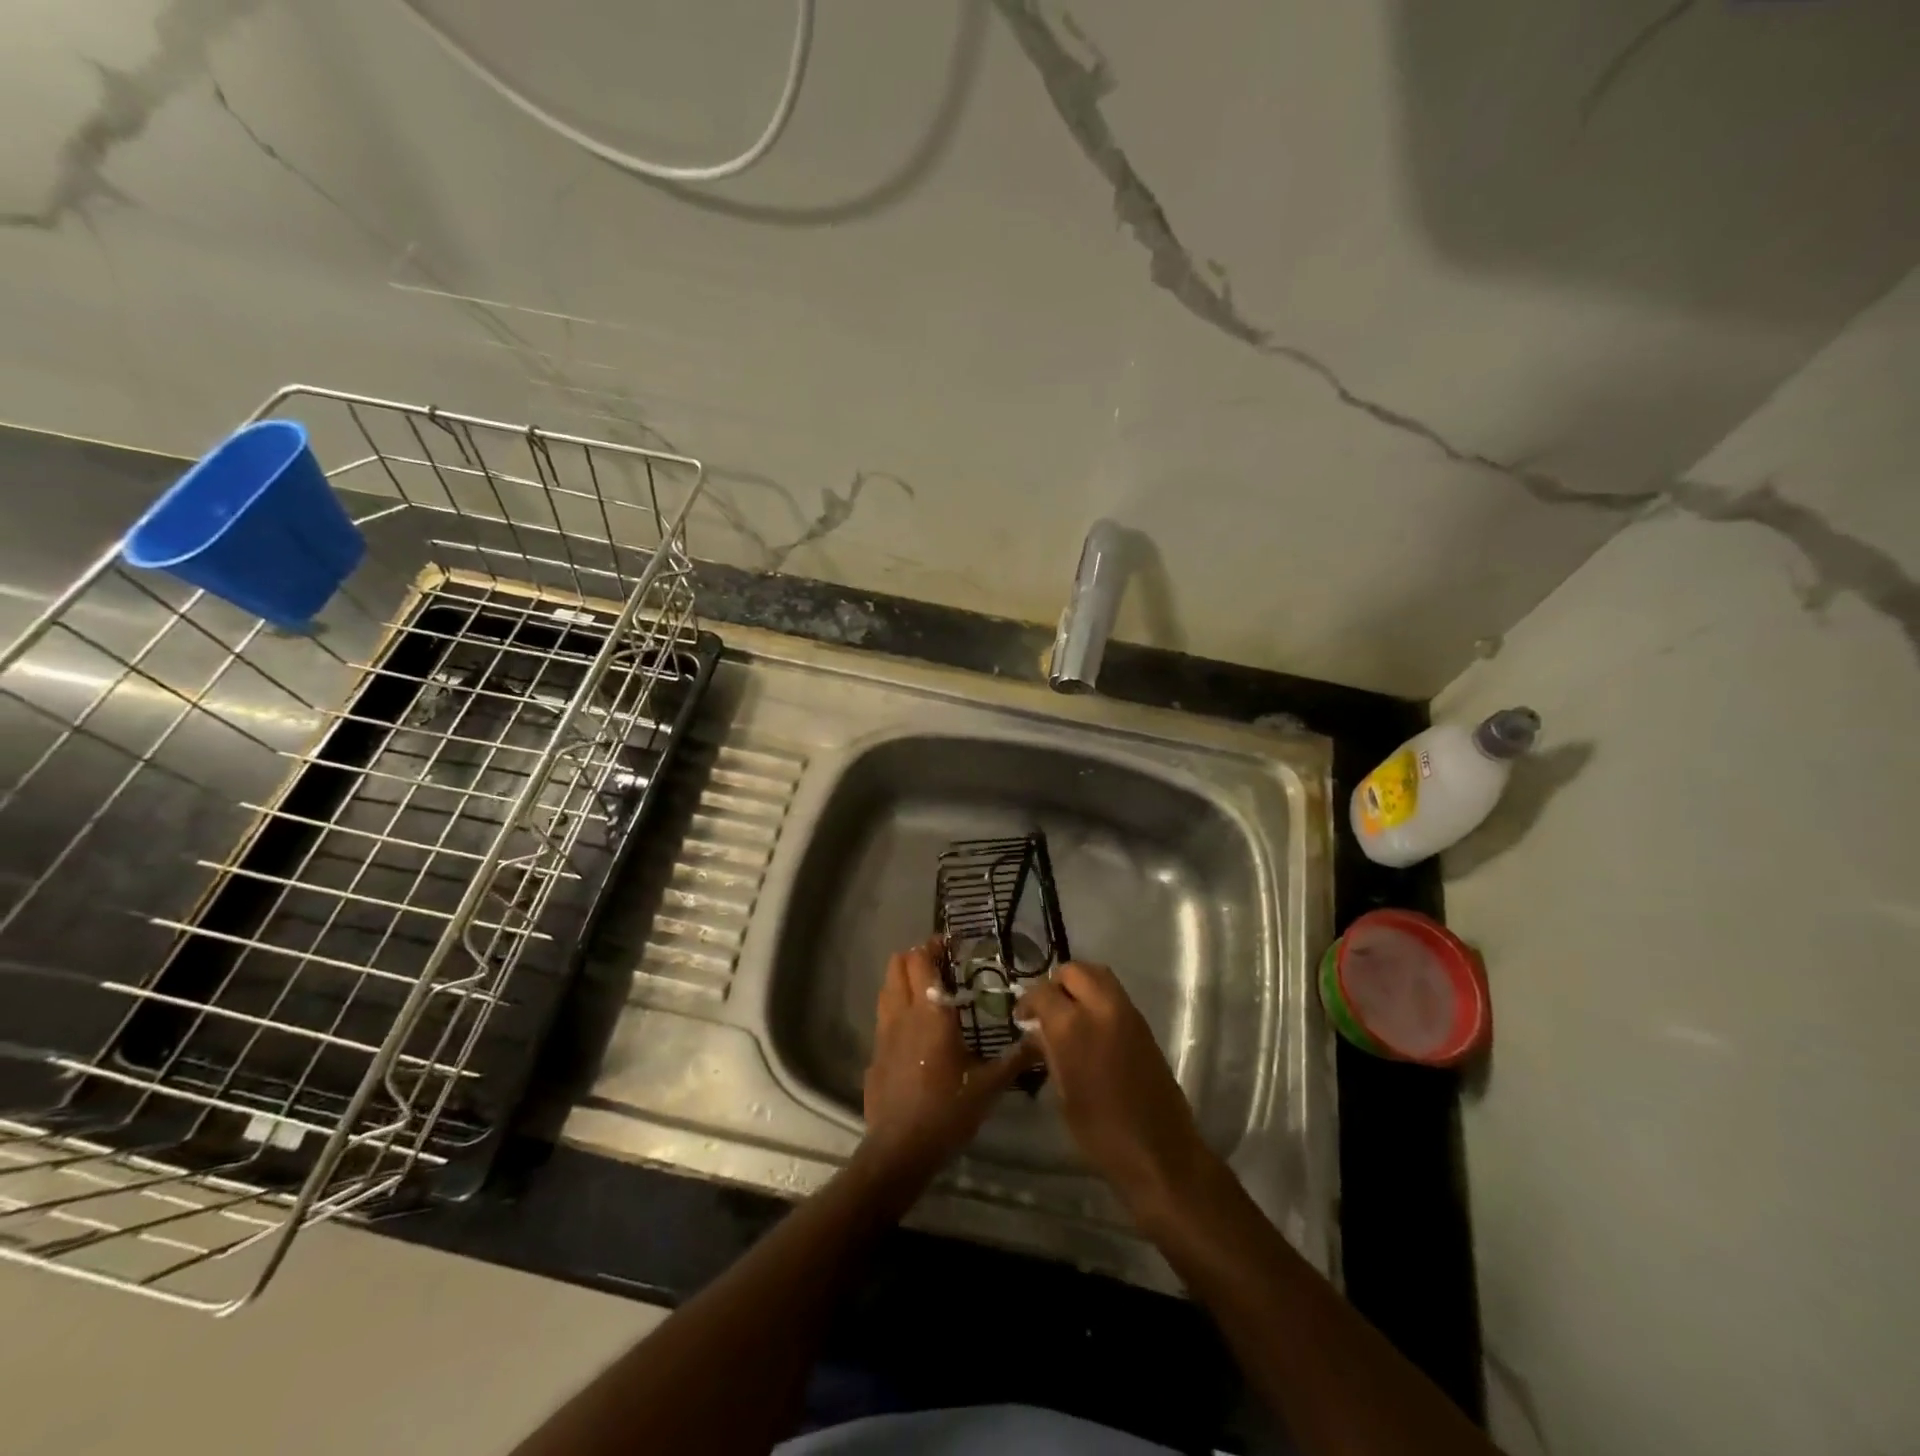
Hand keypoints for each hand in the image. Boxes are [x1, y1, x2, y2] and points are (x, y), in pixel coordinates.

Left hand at [860, 939, 1038, 1192]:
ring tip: (925, 989)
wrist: (900, 1149)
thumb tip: (1041, 1040)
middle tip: (939, 964)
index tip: (950, 944)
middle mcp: (903, 1013)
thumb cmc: (948, 1110)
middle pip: (898, 965)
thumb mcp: (989, 1086)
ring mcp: (883, 1033)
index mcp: (931, 1013)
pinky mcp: (874, 1053)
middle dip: (915, 956)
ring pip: (887, 988)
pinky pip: (883, 1017)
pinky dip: (896, 1009)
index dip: (933, 946)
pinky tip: (912, 1029)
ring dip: (902, 979)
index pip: (922, 961)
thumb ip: (1016, 1059)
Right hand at [1016, 962, 1210, 1214]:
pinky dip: (1098, 997)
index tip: (1022, 1018)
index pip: (1042, 991)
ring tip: (1067, 1013)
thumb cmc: (1101, 1132)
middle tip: (1046, 1010)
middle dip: (1056, 984)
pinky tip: (1090, 1026)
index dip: (1027, 1001)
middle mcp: (1101, 1008)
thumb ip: (1049, 1052)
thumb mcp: (1063, 1092)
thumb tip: (1037, 1032)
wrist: (1159, 1152)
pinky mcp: (1143, 1024)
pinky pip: (1114, 994)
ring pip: (1098, 975)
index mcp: (1073, 1027)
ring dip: (1079, 985)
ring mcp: (1127, 1013)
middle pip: (1074, 971)